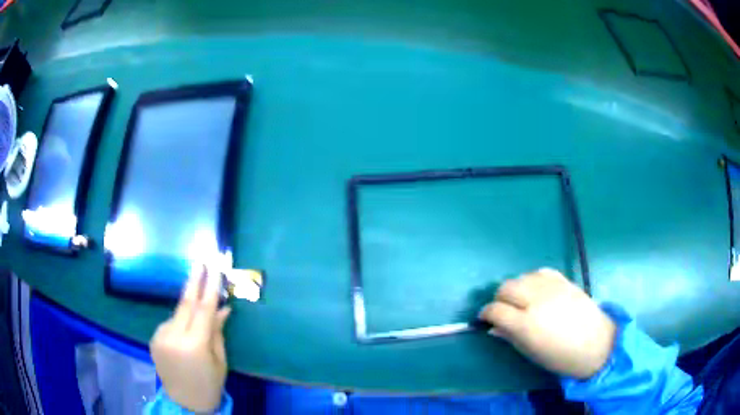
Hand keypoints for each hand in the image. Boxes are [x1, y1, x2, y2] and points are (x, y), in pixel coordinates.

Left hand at [150, 266, 231, 411]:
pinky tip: (185, 335)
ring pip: (177, 314)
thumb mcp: (219, 360)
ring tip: (197, 320)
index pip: (203, 309)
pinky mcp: (154, 339)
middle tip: (199, 262)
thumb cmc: (210, 384)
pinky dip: (179, 323)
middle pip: (185, 303)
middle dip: (193, 282)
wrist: (185, 402)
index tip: (213, 268)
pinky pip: (170, 323)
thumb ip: (217, 331)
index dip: (210, 287)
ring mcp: (160, 337)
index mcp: (194, 345)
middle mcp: (174, 337)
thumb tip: (222, 307)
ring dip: (188, 309)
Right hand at [479, 268, 615, 378]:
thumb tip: (494, 327)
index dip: (486, 313)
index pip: (495, 310)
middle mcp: (536, 301)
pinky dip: (532, 279)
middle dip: (499, 299)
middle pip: (506, 288)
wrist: (595, 344)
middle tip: (503, 310)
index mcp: (525, 324)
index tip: (484, 319)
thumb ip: (510, 337)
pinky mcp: (564, 280)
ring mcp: (551, 287)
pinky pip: (540, 272)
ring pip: (522, 277)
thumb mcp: (531, 353)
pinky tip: (536, 289)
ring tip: (521, 300)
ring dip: (515, 288)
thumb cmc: (560, 357)